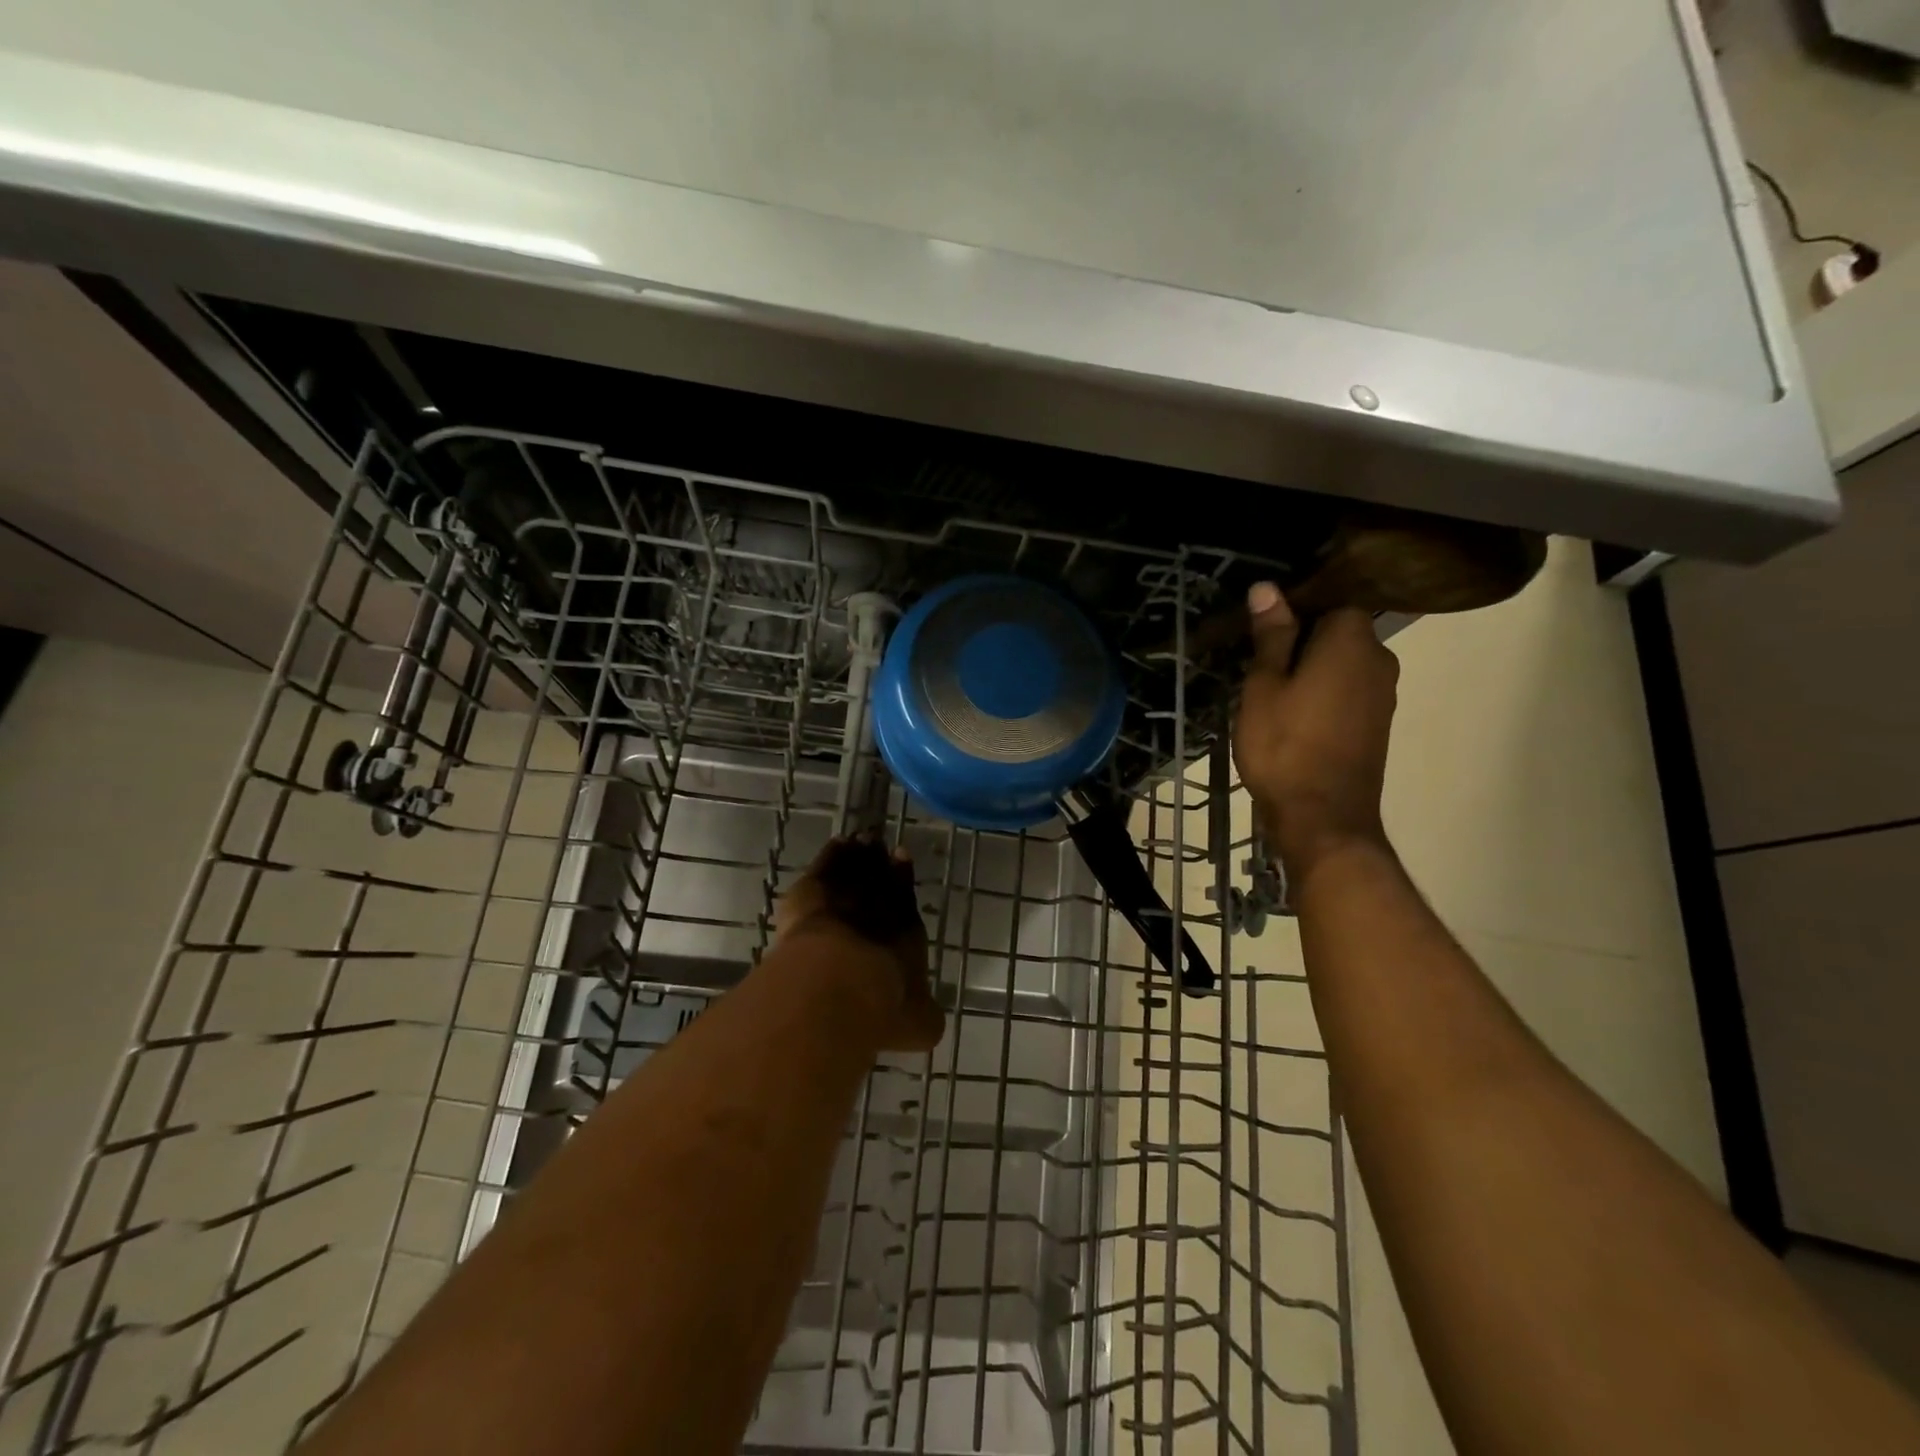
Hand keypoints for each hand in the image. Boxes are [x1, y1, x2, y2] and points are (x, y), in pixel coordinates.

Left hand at [774, 835, 945, 1052]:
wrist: (837, 984)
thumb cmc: (882, 1006)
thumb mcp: (917, 1024)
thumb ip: (922, 1016)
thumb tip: (927, 1019)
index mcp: (907, 928)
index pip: (906, 895)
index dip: (904, 876)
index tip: (901, 857)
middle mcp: (879, 904)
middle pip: (879, 874)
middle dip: (879, 861)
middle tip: (877, 846)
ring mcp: (844, 893)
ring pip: (854, 864)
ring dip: (857, 853)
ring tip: (857, 841)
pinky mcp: (811, 891)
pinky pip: (826, 864)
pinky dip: (832, 854)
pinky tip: (834, 847)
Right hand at [1233, 582, 1398, 880]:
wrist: (1323, 818)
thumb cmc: (1284, 746)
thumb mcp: (1264, 686)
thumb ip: (1271, 636)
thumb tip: (1268, 588)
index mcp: (1352, 641)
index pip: (1331, 599)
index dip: (1296, 608)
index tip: (1262, 629)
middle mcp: (1380, 660)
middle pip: (1339, 631)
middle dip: (1302, 640)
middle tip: (1258, 662)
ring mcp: (1384, 694)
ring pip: (1344, 663)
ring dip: (1312, 669)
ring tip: (1271, 690)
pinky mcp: (1379, 723)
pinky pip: (1349, 690)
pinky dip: (1325, 692)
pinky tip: (1294, 714)